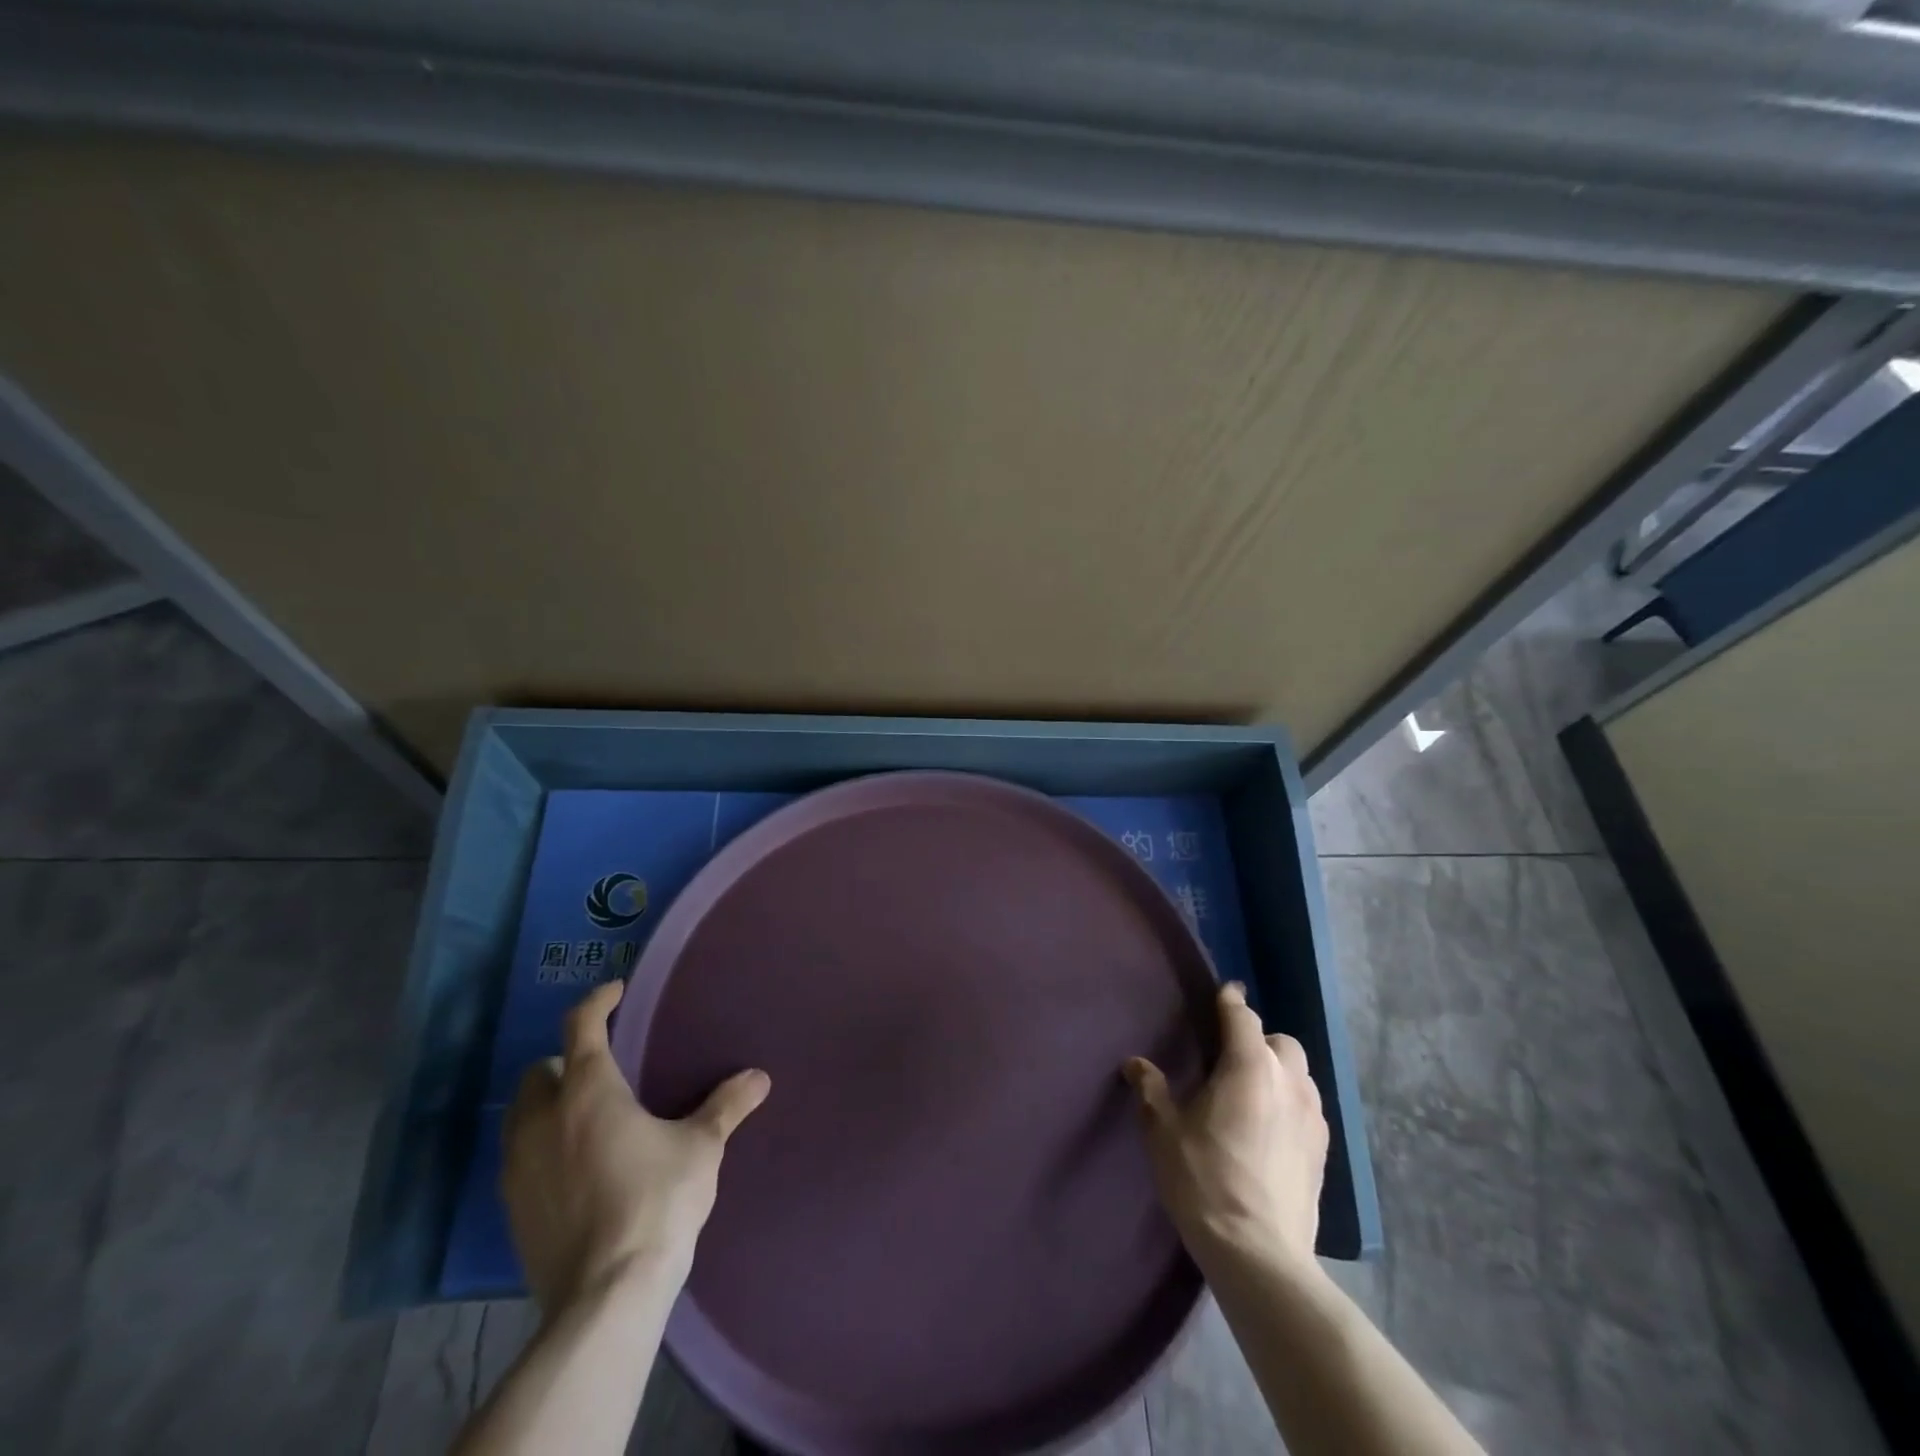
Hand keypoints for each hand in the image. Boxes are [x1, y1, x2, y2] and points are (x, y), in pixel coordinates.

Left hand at [502, 979, 770, 1311]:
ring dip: (548, 1105)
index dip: (598, 1001)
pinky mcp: (512, 1208)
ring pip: (522, 1115)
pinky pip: (520, 1157)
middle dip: (565, 1062)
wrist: (605, 1296)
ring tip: (588, 1117)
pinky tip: (576, 1166)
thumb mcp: (700, 1148)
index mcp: (588, 1091)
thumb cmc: (656, 1201)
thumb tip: (759, 1077)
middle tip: (604, 1070)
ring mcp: (519, 1166)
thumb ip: (726, 1106)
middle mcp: (543, 1119)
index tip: (616, 992)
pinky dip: (542, 1147)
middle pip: (540, 1071)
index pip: (581, 1026)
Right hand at [1123, 982, 1326, 1269]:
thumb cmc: (1204, 1181)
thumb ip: (1151, 1090)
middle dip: (1258, 1039)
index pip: (1242, 1016)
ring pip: (1300, 1073)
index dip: (1230, 1001)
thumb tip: (1135, 1064)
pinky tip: (1270, 1127)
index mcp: (1249, 1066)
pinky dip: (1290, 1102)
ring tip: (1251, 1092)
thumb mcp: (1164, 1132)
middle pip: (1280, 1041)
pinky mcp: (1323, 1150)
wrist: (1260, 1255)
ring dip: (1278, 1071)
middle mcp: (1288, 1081)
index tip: (1223, 992)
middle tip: (1230, 1058)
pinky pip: (1308, 1107)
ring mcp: (1313, 1117)